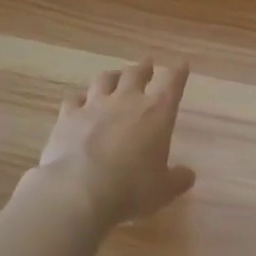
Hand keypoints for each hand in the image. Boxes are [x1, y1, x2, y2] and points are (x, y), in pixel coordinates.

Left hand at [30, 60, 196, 230]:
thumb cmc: (131, 189)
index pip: (172, 82)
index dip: (178, 72)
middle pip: (136, 73)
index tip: (182, 64)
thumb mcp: (163, 190)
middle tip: (147, 65)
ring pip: (105, 79)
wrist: (78, 191)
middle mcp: (126, 101)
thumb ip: (178, 179)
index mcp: (157, 113)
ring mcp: (94, 105)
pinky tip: (81, 101)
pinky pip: (75, 98)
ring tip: (115, 76)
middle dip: (144, 67)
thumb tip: (188, 174)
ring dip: (113, 76)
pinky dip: (81, 98)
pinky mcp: (68, 116)